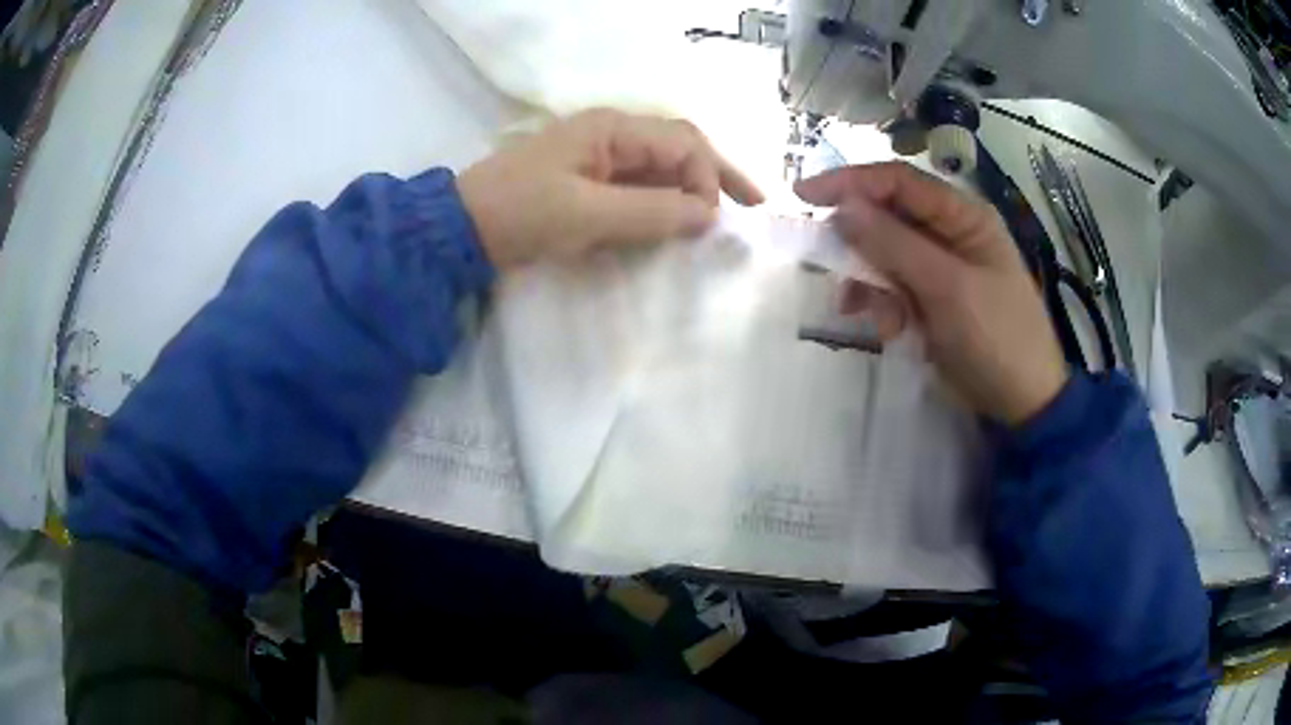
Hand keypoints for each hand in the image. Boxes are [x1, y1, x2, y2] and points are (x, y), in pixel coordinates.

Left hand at [457, 109, 763, 266]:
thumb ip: (652, 213)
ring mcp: (599, 158)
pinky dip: (662, 204)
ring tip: (718, 218)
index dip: (708, 178)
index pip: (682, 143)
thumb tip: (708, 215)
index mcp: (611, 129)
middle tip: (753, 203)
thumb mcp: (588, 214)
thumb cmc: (521, 213)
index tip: (710, 220)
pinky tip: (676, 223)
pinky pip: (638, 187)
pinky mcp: (588, 182)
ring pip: (660, 168)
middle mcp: (611, 135)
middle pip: (678, 148)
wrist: (463, 230)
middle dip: (714, 175)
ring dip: (690, 191)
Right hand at [796, 162, 1068, 425]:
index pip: (898, 181)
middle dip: (860, 243)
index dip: (850, 182)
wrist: (1022, 402)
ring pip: (884, 256)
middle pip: (887, 217)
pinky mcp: (930, 298)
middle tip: (829, 264)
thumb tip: (841, 208)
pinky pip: (892, 287)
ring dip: (871, 283)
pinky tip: (889, 329)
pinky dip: (882, 305)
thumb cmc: (996, 337)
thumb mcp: (947, 288)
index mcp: (962, 215)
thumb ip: (894, 245)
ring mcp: (939, 267)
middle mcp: (949, 232)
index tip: (803, 196)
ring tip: (874, 316)